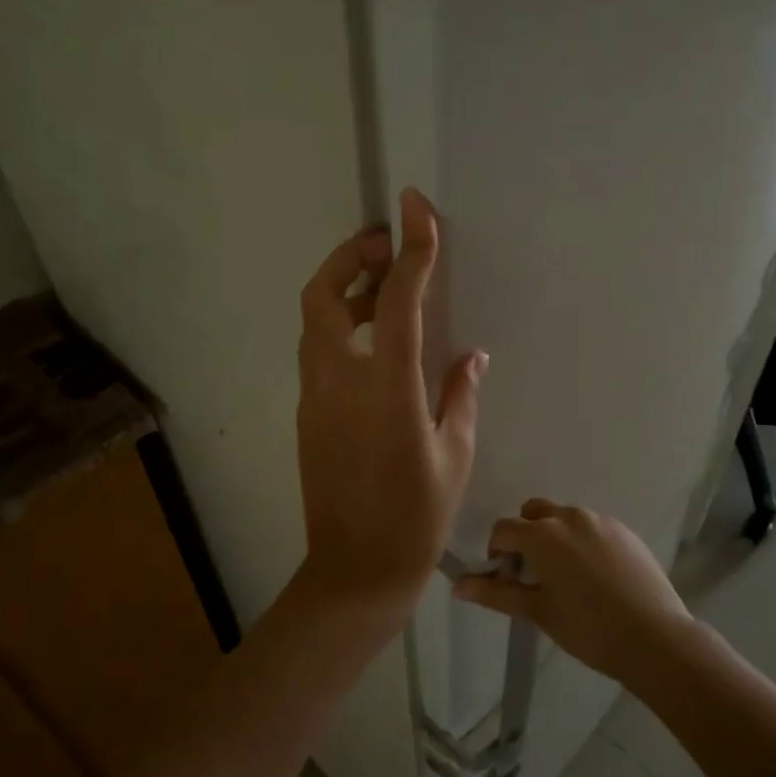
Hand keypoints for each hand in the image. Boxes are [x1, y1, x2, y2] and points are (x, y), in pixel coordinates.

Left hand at [295, 188, 484, 629]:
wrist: (355, 570)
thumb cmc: (416, 516)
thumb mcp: (455, 453)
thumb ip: (460, 393)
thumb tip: (468, 355)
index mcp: (386, 386)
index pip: (396, 299)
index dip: (410, 247)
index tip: (415, 206)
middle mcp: (339, 380)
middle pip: (323, 294)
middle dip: (351, 256)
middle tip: (387, 246)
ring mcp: (314, 396)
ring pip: (313, 320)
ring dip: (343, 290)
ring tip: (384, 287)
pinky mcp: (307, 413)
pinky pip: (317, 350)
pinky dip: (339, 325)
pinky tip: (374, 340)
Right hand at [453, 500, 695, 686]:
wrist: (655, 638)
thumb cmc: (588, 629)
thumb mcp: (537, 612)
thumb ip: (495, 593)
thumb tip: (456, 585)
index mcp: (543, 535)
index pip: (503, 529)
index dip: (497, 552)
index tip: (507, 579)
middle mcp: (570, 517)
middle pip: (534, 513)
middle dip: (526, 536)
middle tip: (534, 574)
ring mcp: (601, 521)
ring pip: (564, 518)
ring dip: (555, 537)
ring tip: (568, 579)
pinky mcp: (625, 531)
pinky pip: (592, 527)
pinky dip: (583, 542)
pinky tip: (596, 578)